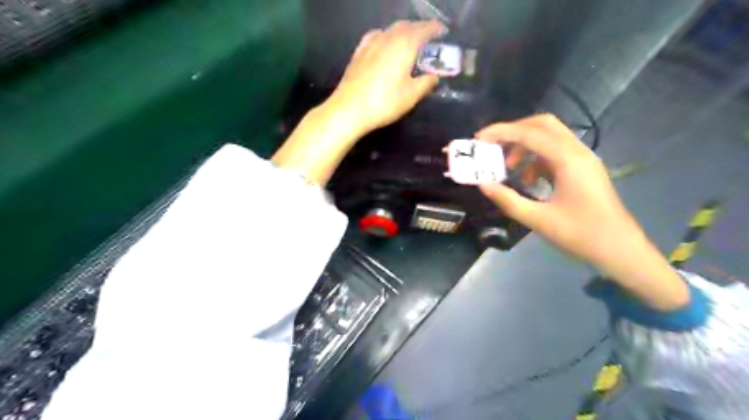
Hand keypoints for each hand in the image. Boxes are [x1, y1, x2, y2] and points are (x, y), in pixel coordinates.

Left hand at [329, 20, 442, 133]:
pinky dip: (386, 37)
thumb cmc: (384, 102)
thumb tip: (434, 76)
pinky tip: (385, 45)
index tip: (442, 31)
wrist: (349, 109)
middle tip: (428, 38)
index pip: (424, 29)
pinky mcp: (359, 52)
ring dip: (403, 32)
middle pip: (407, 26)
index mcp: (405, 45)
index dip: (435, 29)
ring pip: (391, 30)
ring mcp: (371, 43)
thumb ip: (426, 83)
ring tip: (409, 42)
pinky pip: (376, 36)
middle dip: (419, 29)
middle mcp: (388, 37)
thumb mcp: (411, 96)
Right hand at [476, 114, 686, 311]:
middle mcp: (577, 152)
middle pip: (543, 125)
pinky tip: (526, 180)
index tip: (479, 138)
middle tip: (492, 145)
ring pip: (549, 138)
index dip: (501, 132)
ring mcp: (582, 160)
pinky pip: (554, 153)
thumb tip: (483, 184)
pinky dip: (535, 159)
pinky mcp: (582, 170)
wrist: (620, 250)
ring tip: (507, 168)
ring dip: (524, 146)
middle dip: (514, 131)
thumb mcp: (538, 220)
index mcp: (568, 161)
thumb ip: (508, 200)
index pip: (530, 134)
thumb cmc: (581, 235)